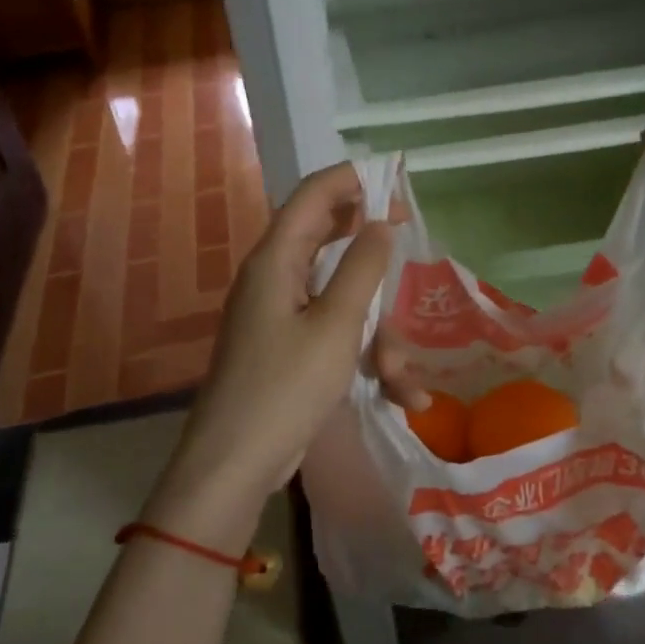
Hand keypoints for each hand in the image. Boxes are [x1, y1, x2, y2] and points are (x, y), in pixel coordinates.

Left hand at [146, 162, 392, 543]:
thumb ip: (362, 268)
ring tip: (402, 378)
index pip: (313, 195)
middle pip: (328, 241)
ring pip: (340, 299)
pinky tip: (398, 394)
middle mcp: (273, 279)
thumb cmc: (286, 387)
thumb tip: (381, 223)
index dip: (353, 179)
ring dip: (378, 331)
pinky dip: (364, 355)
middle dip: (373, 253)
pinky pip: (333, 334)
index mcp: (276, 260)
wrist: (235, 463)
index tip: (397, 181)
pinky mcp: (287, 349)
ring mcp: (279, 316)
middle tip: (408, 247)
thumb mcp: (336, 326)